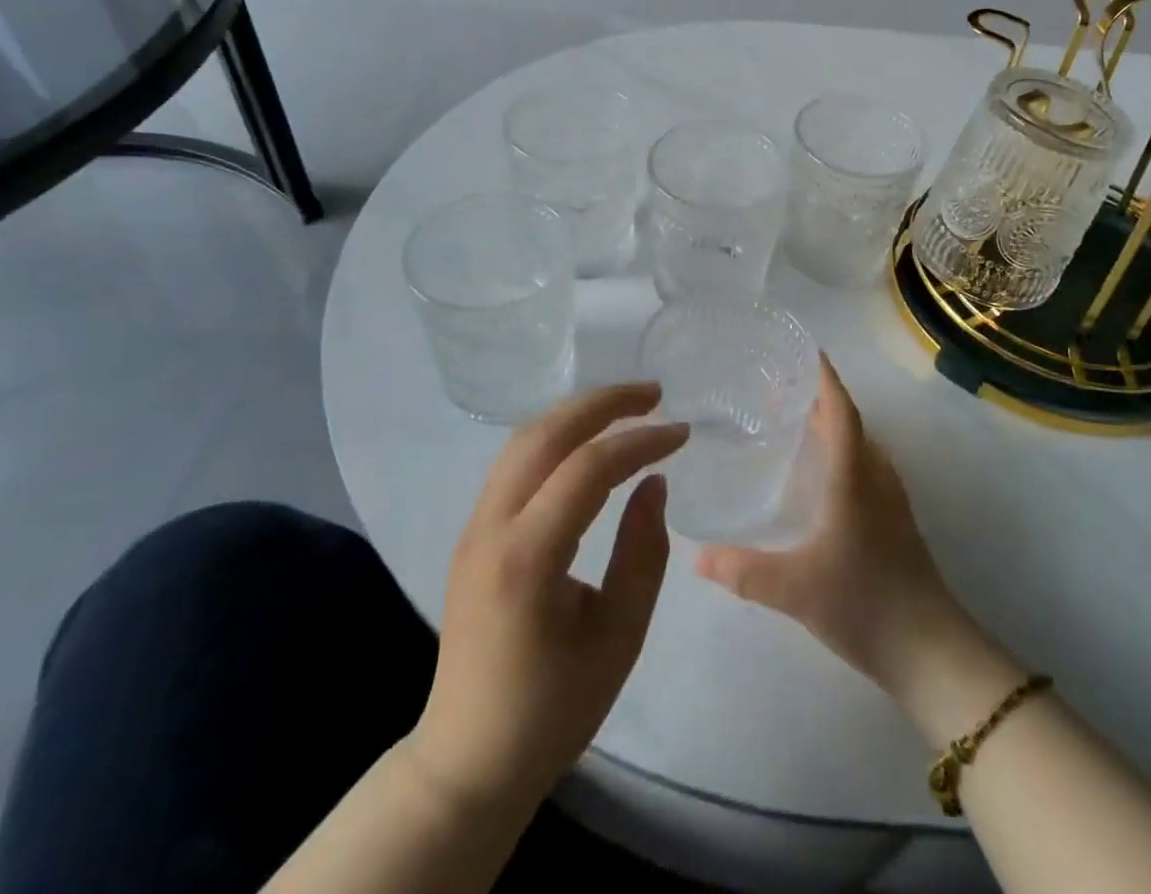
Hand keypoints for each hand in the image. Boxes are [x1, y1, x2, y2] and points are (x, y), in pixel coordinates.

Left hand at [411, 384, 687, 814]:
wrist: (468, 757)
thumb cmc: (553, 709)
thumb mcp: (619, 637)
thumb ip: (642, 553)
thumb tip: (653, 483)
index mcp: (527, 558)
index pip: (588, 469)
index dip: (640, 441)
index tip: (682, 434)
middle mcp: (491, 527)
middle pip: (545, 434)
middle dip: (603, 403)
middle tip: (654, 393)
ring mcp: (475, 525)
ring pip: (524, 439)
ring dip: (577, 413)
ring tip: (627, 406)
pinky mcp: (474, 531)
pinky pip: (515, 462)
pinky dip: (556, 436)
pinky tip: (588, 440)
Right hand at [695, 358, 976, 702]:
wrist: (931, 651)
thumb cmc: (864, 603)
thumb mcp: (795, 589)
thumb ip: (743, 570)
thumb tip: (697, 555)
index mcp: (854, 475)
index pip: (840, 410)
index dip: (824, 378)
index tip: (803, 351)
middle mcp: (875, 476)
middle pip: (848, 422)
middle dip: (817, 398)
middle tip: (777, 387)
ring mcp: (889, 500)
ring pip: (858, 446)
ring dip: (829, 426)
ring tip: (791, 422)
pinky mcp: (892, 522)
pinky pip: (863, 468)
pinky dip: (838, 454)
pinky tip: (815, 476)